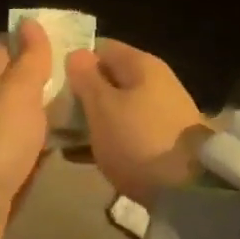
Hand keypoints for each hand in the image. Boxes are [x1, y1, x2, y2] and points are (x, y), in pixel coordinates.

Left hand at [0, 18, 52, 231]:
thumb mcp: (20, 92)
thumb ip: (29, 59)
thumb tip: (28, 20)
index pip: (3, 47)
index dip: (25, 37)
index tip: (52, 34)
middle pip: (9, 79)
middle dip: (35, 72)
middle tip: (70, 68)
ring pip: (16, 110)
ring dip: (38, 105)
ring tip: (71, 100)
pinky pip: (20, 140)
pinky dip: (37, 134)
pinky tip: (57, 136)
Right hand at [66, 40, 209, 203]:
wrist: (189, 190)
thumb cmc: (138, 140)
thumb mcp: (103, 107)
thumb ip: (86, 78)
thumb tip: (77, 54)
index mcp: (141, 64)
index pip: (101, 48)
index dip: (75, 61)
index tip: (52, 81)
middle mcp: (154, 82)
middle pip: (108, 79)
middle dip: (80, 95)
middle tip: (51, 113)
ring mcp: (160, 113)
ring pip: (115, 108)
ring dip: (90, 120)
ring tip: (60, 137)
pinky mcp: (161, 141)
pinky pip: (125, 132)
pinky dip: (105, 140)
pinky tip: (80, 157)